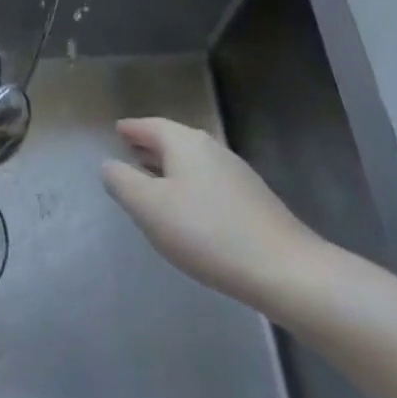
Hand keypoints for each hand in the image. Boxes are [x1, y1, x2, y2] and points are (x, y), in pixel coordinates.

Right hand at [102, 117, 330, 311]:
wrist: (286, 271)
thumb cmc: (207, 232)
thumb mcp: (149, 207)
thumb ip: (122, 182)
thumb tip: (109, 164)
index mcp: (186, 144)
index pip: (151, 126)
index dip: (131, 129)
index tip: (117, 130)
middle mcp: (213, 150)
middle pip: (174, 141)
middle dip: (150, 145)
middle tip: (128, 150)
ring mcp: (237, 175)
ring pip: (192, 162)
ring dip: (169, 166)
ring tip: (150, 179)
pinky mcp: (253, 201)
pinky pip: (208, 182)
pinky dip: (188, 185)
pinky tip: (186, 208)